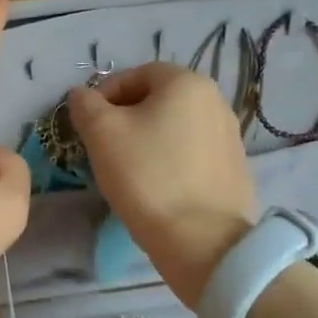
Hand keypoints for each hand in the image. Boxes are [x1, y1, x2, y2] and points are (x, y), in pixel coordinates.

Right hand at [68, 62, 259, 306]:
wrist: (203, 242)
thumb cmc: (147, 176)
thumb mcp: (102, 133)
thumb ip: (85, 104)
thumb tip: (82, 95)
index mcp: (187, 83)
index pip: (135, 75)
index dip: (104, 95)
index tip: (87, 124)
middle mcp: (216, 101)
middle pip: (157, 100)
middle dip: (125, 119)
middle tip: (103, 148)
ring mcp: (230, 137)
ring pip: (175, 128)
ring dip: (148, 141)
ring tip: (128, 171)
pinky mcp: (235, 170)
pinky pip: (192, 155)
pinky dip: (170, 163)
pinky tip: (156, 188)